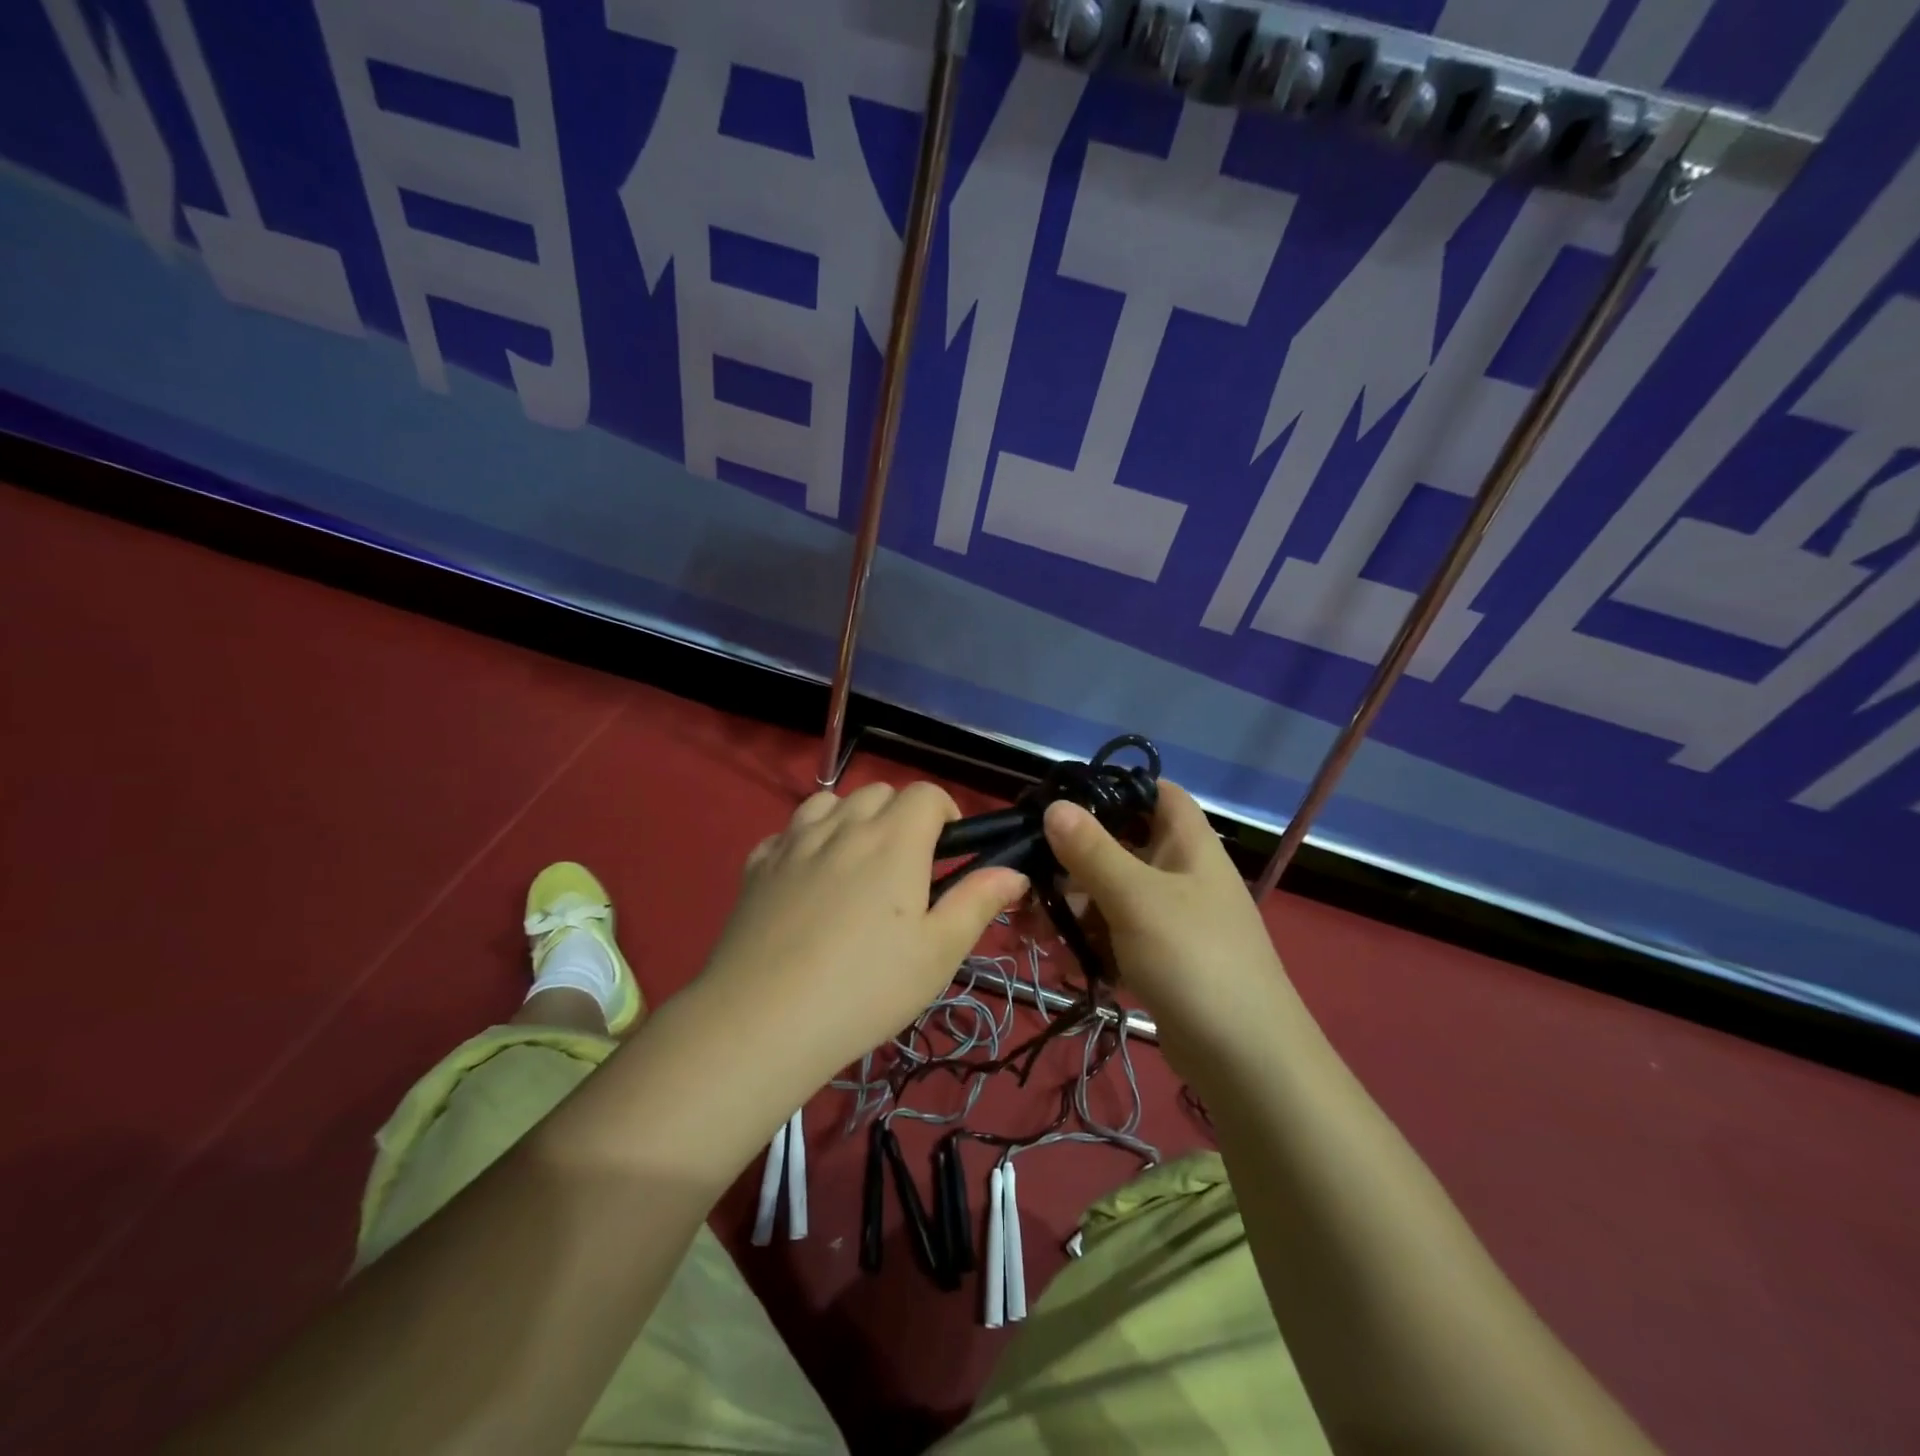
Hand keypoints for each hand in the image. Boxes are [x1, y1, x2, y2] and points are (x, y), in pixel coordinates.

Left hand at [702, 781, 1028, 1080]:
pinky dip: (807, 840)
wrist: (764, 1019)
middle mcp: (844, 826)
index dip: (945, 812)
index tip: (949, 850)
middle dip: (901, 814)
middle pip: (879, 792)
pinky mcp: (759, 864)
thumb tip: (1014, 871)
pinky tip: (808, 878)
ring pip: (831, 802)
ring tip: (857, 864)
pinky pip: (789, 831)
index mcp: (894, 840)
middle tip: (907, 866)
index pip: (926, 793)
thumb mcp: (938, 952)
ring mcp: (795, 841)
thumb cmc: (866, 987)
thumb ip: (978, 902)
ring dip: (852, 818)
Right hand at [1042, 782, 1289, 1045]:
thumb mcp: (1136, 898)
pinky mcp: (1160, 960)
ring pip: (1111, 896)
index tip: (1063, 802)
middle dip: (1071, 862)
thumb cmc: (1193, 959)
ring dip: (1071, 909)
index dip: (1114, 788)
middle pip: (1120, 847)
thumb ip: (1092, 850)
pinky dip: (1088, 944)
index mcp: (1187, 844)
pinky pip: (1116, 937)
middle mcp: (1180, 874)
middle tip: (1027, 879)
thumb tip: (1054, 805)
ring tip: (1032, 931)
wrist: (1246, 1060)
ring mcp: (1171, 920)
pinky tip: (1061, 962)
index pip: (1155, 793)